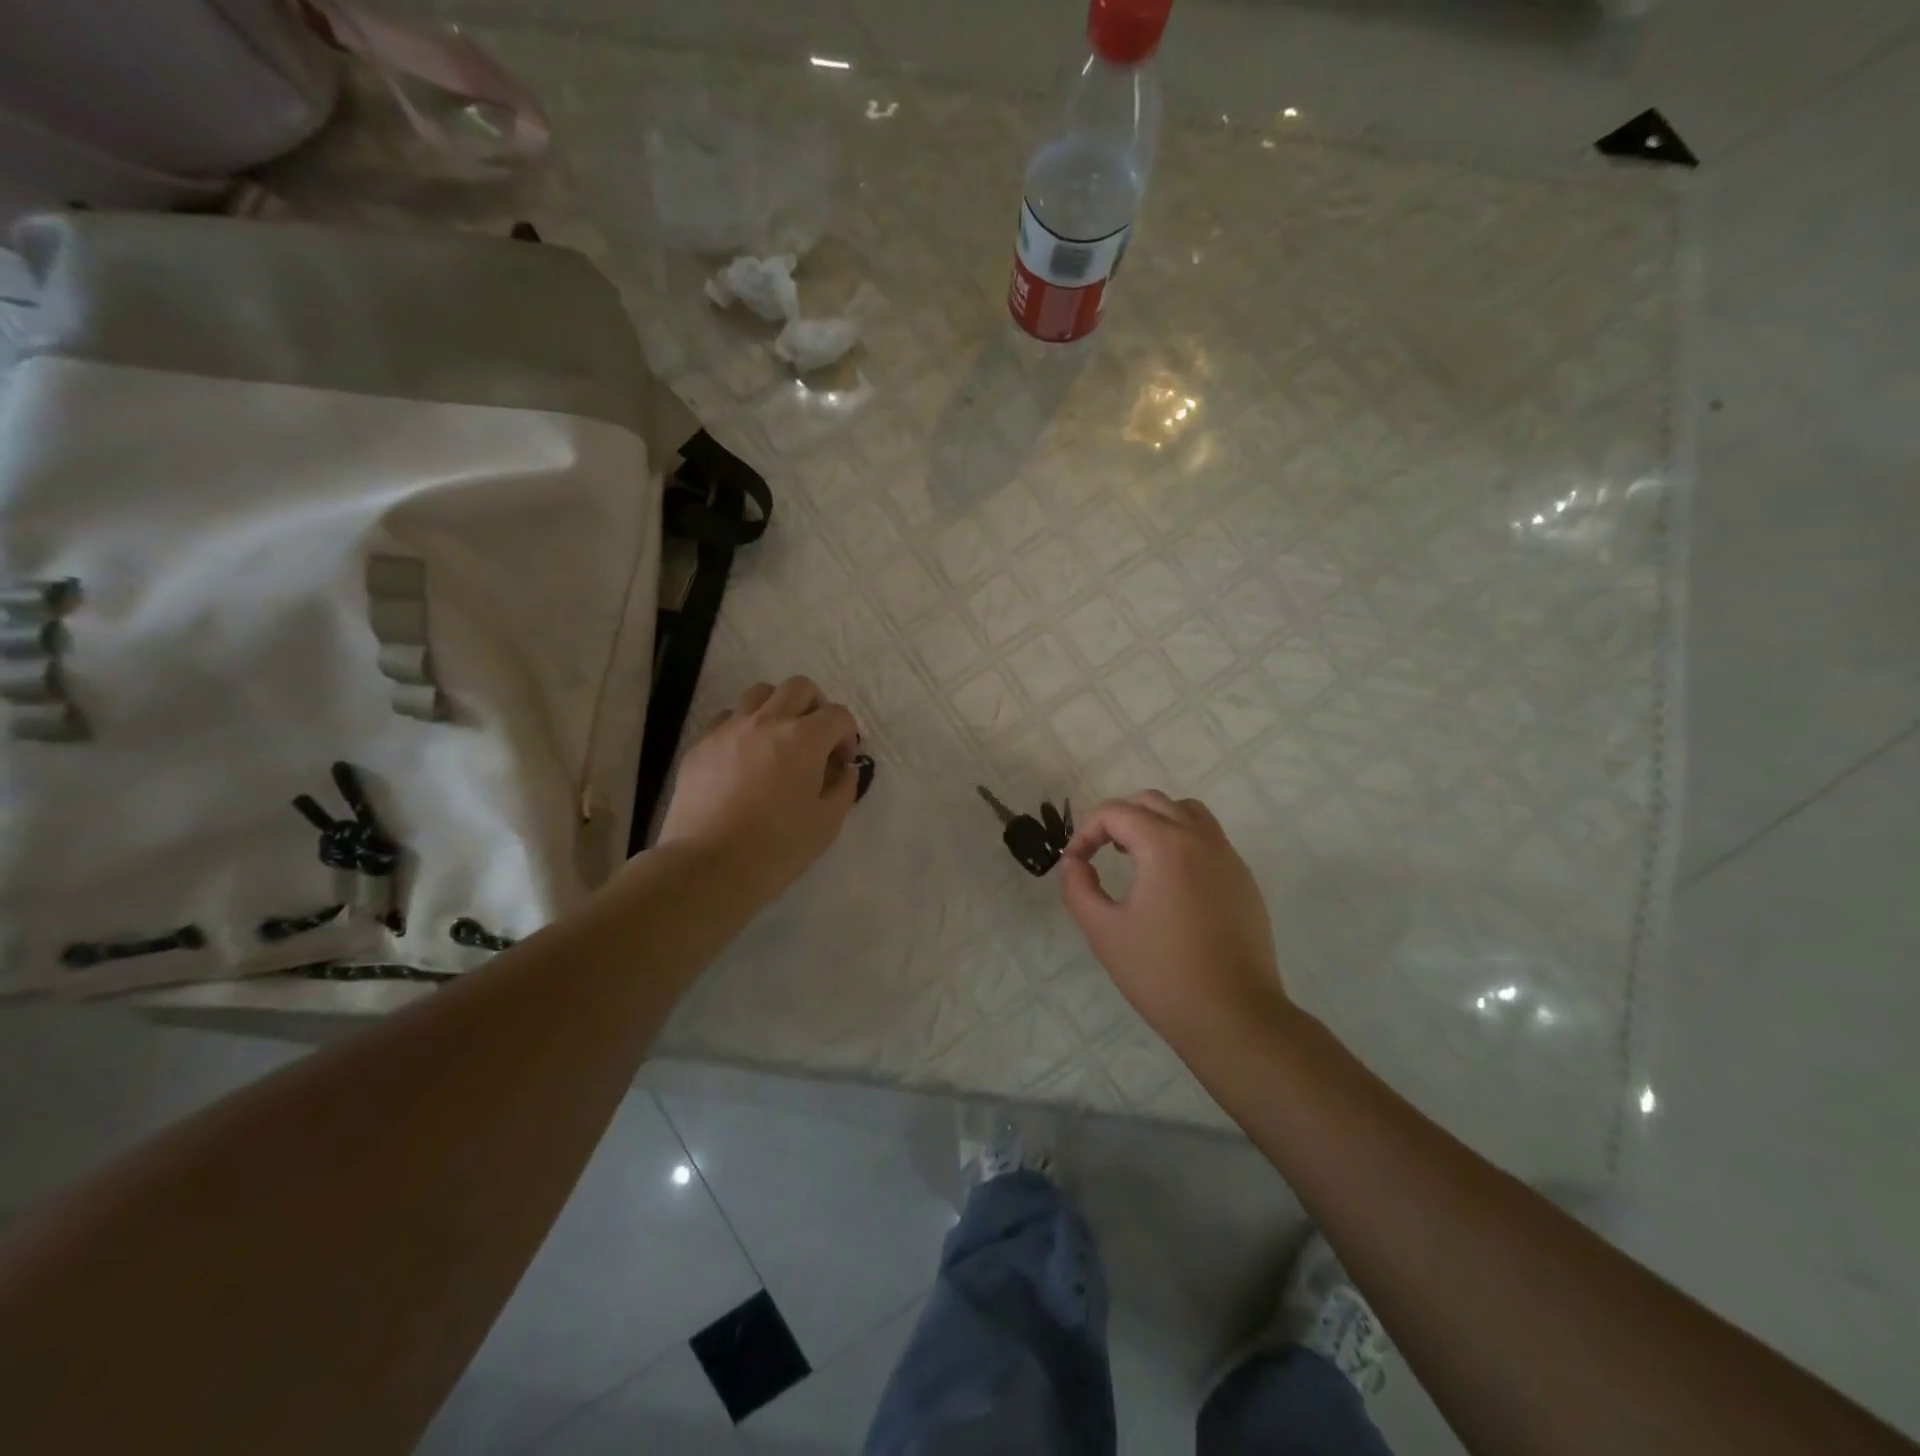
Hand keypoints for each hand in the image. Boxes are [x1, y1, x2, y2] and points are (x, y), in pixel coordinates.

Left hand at [656, 678, 860, 900]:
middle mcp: (766, 722)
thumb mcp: (827, 823)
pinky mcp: (701, 744)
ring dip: (778, 709)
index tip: (842, 763)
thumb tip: (844, 768)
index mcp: (803, 739)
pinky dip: (744, 727)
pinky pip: (727, 718)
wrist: (708, 867)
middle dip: (816, 707)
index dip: (847, 735)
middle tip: (816, 740)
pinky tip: (745, 758)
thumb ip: (844, 787)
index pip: (837, 714)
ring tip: (778, 741)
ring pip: (759, 694)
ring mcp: (729, 729)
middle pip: (799, 688)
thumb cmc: (776, 848)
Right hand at [1061, 791, 1291, 1045]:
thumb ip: (1079, 887)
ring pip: (1188, 813)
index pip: (1116, 813)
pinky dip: (1184, 842)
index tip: (1076, 864)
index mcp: (1164, 845)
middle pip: (1153, 802)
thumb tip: (1074, 863)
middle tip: (1102, 852)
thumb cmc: (1162, 973)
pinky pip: (1210, 840)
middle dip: (1120, 819)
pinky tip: (1172, 885)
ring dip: (1156, 823)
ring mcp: (1228, 858)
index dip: (1086, 832)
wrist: (1234, 1016)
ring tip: (1138, 857)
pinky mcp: (1244, 881)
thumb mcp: (1104, 931)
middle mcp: (1200, 839)